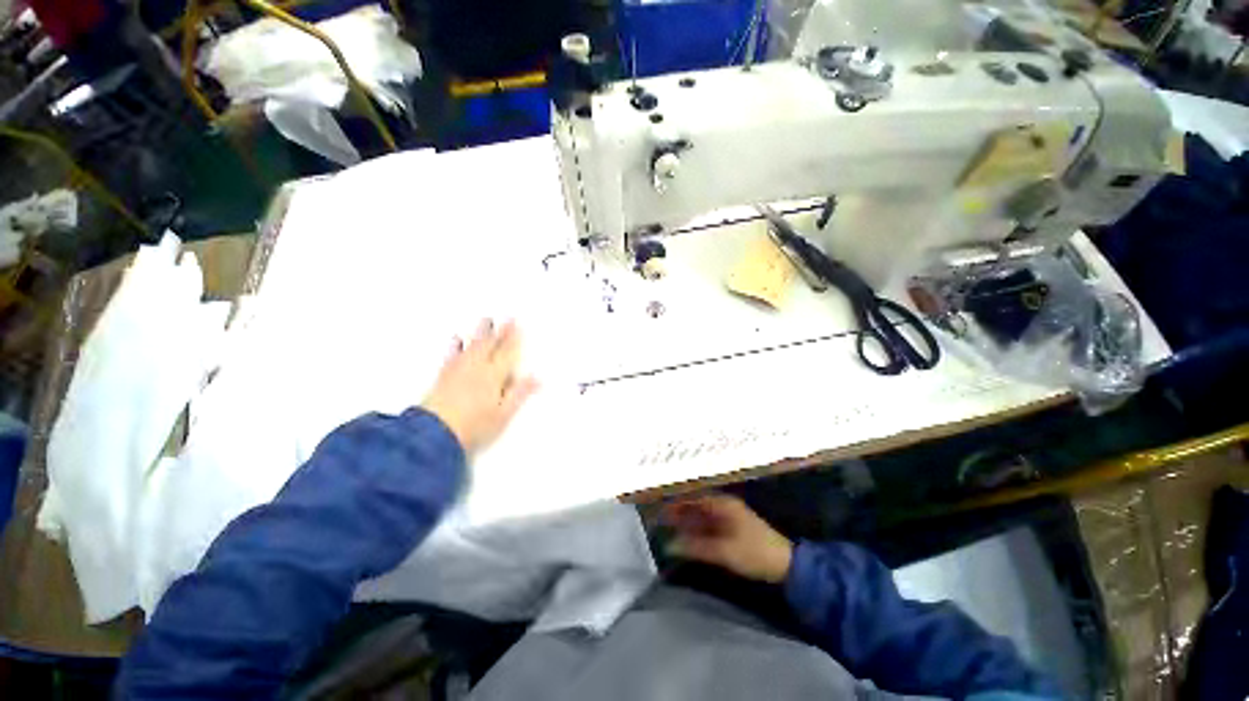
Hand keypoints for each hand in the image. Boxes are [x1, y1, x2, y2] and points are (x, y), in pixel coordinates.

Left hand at [421, 319, 537, 453]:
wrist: (434, 434)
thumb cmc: (474, 426)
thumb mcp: (504, 413)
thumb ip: (520, 393)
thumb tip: (537, 378)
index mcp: (494, 376)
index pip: (507, 353)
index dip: (513, 339)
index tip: (517, 324)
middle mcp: (477, 368)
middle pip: (490, 346)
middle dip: (499, 331)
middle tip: (505, 317)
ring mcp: (458, 371)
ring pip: (472, 346)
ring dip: (480, 333)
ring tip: (485, 321)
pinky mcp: (443, 376)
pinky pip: (452, 355)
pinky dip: (456, 346)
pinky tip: (456, 339)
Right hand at [661, 494, 793, 583]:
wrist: (786, 566)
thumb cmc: (754, 553)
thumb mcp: (724, 551)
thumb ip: (696, 547)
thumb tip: (669, 545)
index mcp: (723, 504)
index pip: (693, 498)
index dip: (676, 503)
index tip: (659, 509)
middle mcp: (724, 506)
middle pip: (696, 506)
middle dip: (679, 513)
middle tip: (659, 521)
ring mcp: (728, 518)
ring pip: (701, 517)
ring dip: (686, 523)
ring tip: (667, 530)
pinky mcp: (732, 531)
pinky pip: (708, 527)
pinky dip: (697, 532)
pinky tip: (686, 539)